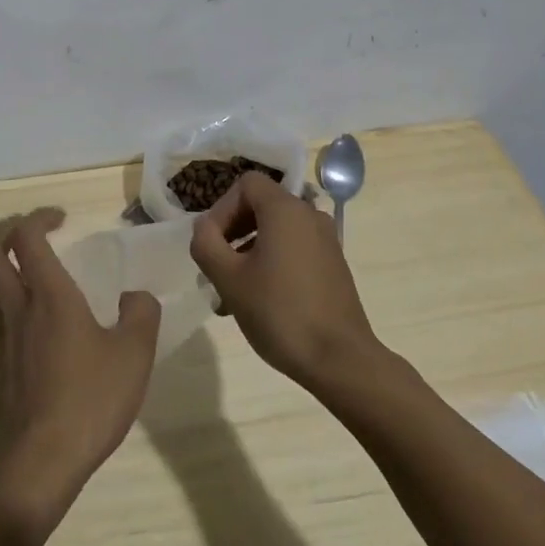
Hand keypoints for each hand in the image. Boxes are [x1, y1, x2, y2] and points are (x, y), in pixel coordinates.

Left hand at [0, 208, 160, 537]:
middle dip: (5, 232)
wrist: (39, 462)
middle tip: (33, 231)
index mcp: (48, 295)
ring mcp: (5, 339)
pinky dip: (12, 303)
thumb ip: (141, 315)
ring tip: (35, 273)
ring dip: (5, 268)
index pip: (26, 237)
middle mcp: (19, 309)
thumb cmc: (89, 400)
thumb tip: (134, 297)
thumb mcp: (134, 355)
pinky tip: (40, 323)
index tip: (62, 218)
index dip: (39, 217)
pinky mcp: (2, 368)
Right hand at [189, 173, 381, 389]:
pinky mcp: (333, 265)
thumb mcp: (228, 279)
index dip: (222, 208)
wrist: (341, 361)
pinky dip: (271, 262)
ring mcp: (325, 241)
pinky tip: (258, 300)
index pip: (246, 184)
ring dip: (248, 251)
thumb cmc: (280, 313)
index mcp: (285, 210)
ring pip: (276, 231)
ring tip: (230, 292)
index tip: (211, 243)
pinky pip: (294, 249)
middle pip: (261, 206)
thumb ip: (206, 243)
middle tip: (216, 266)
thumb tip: (203, 227)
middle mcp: (309, 216)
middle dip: (232, 232)